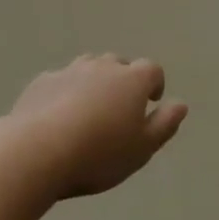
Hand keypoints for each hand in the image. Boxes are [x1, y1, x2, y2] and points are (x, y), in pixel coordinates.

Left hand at [7, 54, 187, 198]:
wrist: (37, 151)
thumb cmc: (99, 154)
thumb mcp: (142, 149)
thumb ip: (164, 124)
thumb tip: (180, 104)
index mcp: (132, 80)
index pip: (152, 70)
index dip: (154, 84)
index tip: (151, 103)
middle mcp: (103, 67)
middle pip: (119, 64)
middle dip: (123, 81)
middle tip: (119, 110)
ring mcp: (70, 70)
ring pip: (89, 67)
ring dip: (94, 82)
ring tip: (90, 110)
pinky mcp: (43, 81)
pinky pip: (61, 81)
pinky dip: (65, 92)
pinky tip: (58, 116)